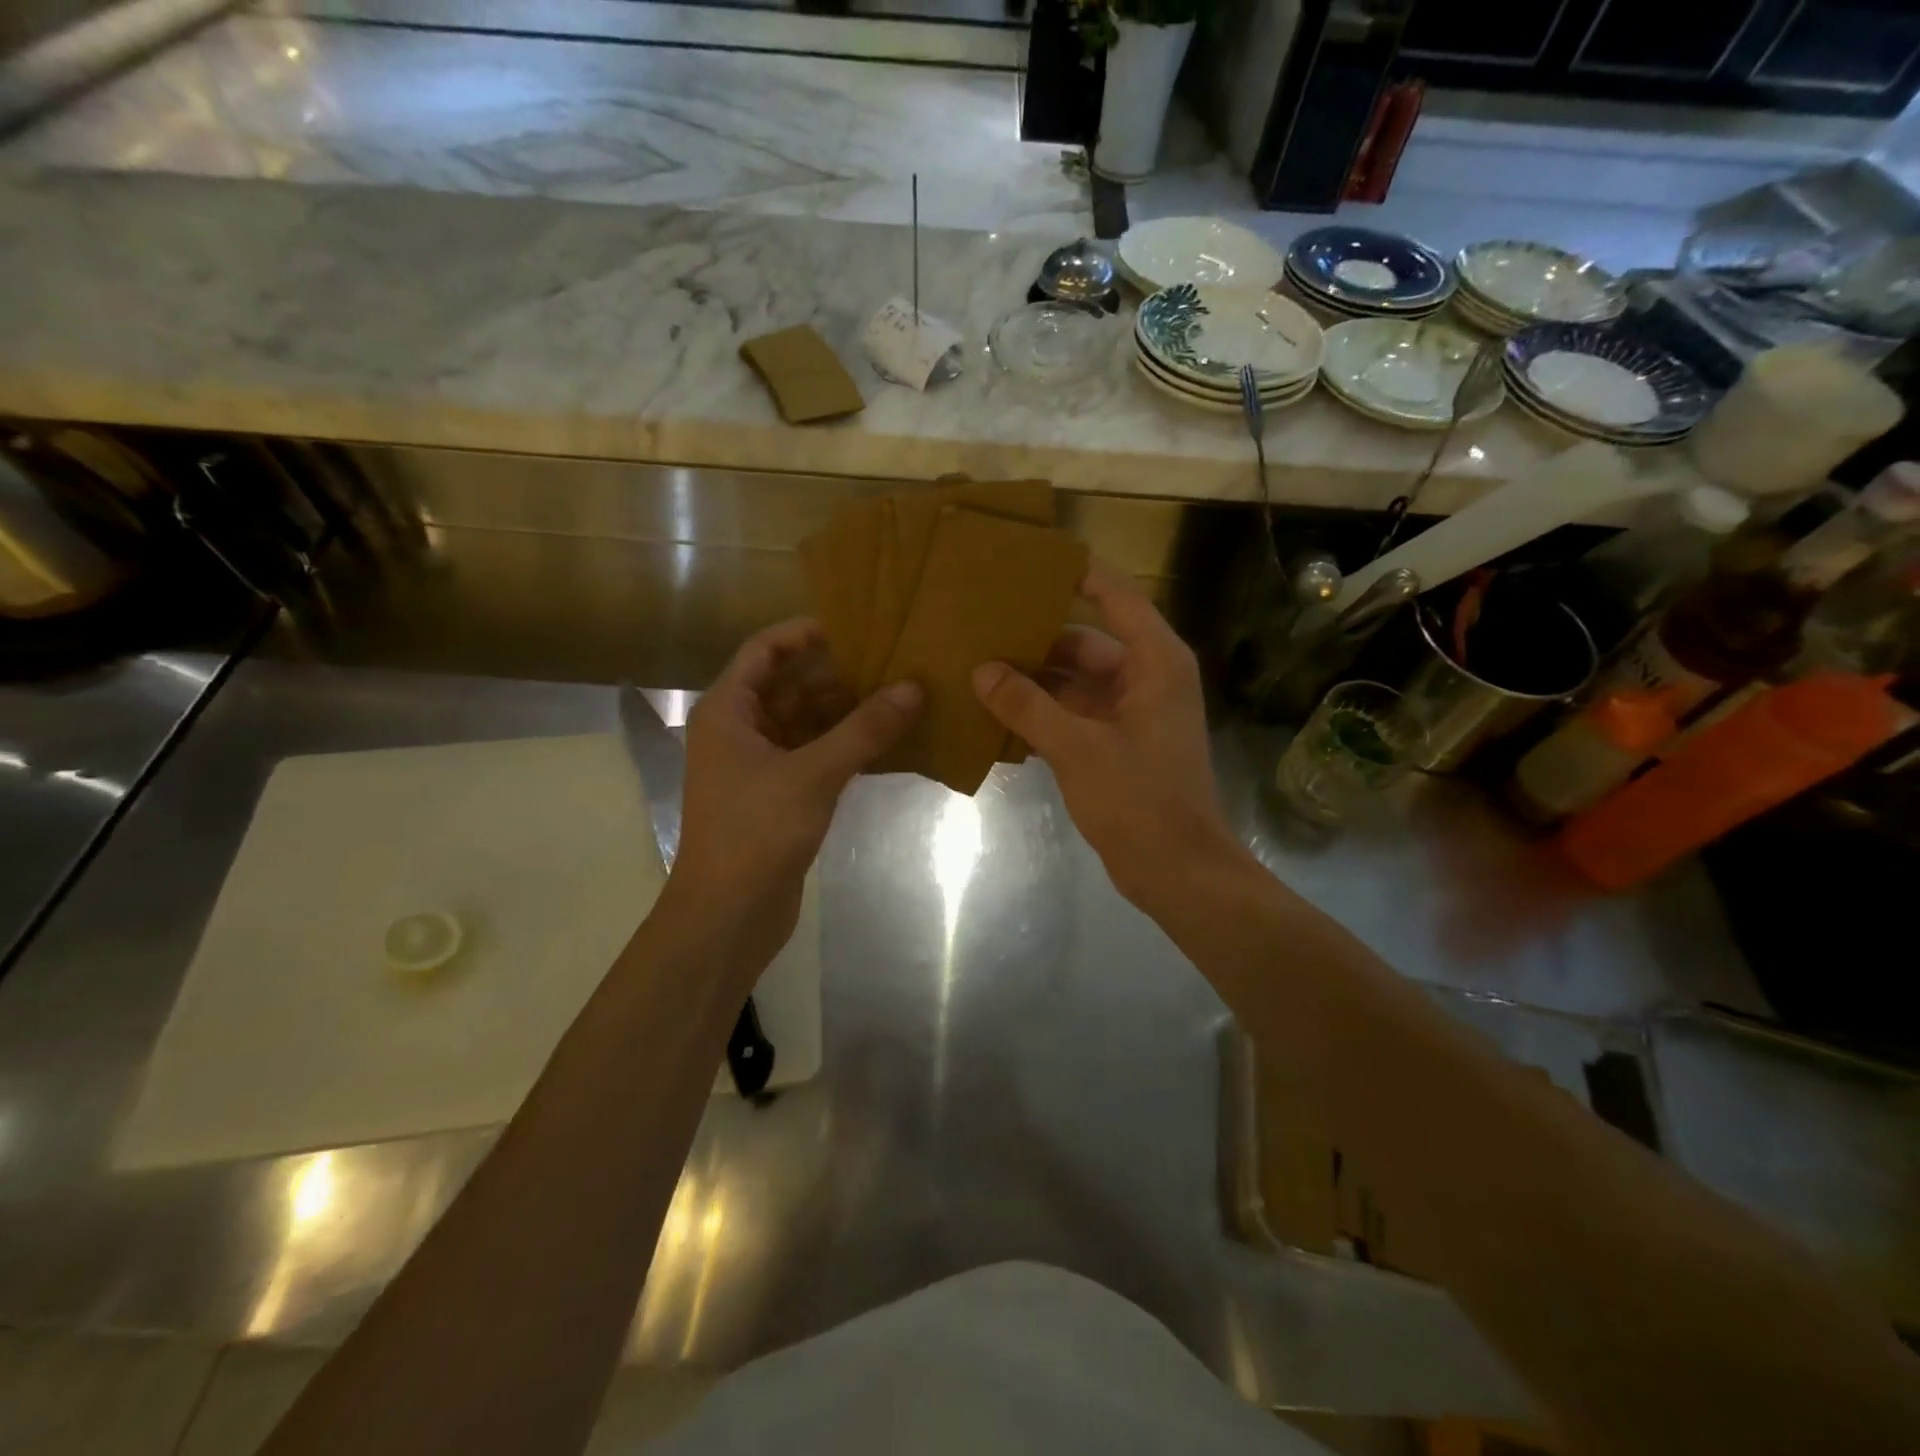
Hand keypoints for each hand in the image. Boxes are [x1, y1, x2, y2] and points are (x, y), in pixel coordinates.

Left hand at [662, 619, 921, 970]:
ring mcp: (758, 765)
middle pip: (790, 685)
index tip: (857, 624)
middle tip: (892, 662)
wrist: (728, 915)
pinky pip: (814, 755)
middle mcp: (739, 730)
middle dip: (837, 674)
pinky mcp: (778, 795)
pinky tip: (886, 742)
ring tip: (898, 696)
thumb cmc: (756, 832)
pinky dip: (844, 747)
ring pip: (805, 723)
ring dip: (845, 712)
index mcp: (727, 710)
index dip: (806, 632)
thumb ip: (864, 729)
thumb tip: (913, 688)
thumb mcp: (814, 773)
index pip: (765, 649)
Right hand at [972, 563, 1234, 908]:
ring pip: (1075, 681)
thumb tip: (982, 670)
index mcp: (1155, 663)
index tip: (1032, 559)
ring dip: (1034, 679)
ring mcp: (1131, 714)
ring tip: (979, 667)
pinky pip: (1073, 714)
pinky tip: (997, 713)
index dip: (1079, 574)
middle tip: (983, 625)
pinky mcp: (1116, 744)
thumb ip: (1028, 705)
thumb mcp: (1077, 747)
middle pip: (1086, 641)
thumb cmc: (1138, 799)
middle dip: (1037, 638)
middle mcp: (1146, 678)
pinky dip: (1042, 713)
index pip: (1117, 597)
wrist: (1176, 869)